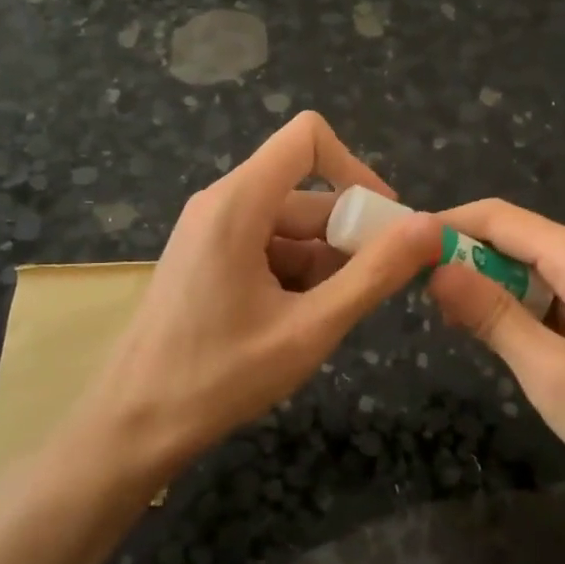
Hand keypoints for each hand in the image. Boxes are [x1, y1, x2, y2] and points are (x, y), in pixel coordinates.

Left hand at [83, 113, 438, 464]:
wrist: (134, 425)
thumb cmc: (220, 376)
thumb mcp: (310, 328)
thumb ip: (374, 274)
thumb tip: (430, 226)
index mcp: (238, 203)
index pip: (307, 138)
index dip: (355, 168)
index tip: (383, 223)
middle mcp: (221, 203)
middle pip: (305, 194)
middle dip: (348, 236)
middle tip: (374, 291)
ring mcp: (210, 231)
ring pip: (289, 227)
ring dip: (323, 264)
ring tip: (327, 320)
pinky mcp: (206, 258)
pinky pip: (266, 248)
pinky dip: (295, 276)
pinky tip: (298, 324)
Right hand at [425, 199, 564, 517]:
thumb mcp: (552, 374)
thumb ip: (493, 316)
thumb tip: (436, 268)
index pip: (496, 217)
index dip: (443, 225)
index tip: (396, 249)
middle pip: (510, 237)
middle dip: (460, 258)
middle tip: (413, 295)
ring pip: (527, 267)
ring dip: (486, 287)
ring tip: (448, 323)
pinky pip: (549, 293)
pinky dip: (515, 307)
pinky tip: (497, 338)